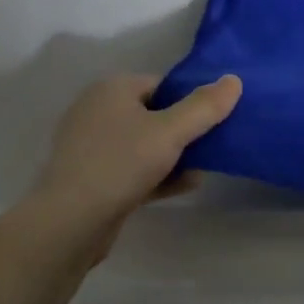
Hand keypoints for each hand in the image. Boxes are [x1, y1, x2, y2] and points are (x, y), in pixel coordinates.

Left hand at [24, 73, 241, 253]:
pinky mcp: (91, 178)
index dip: (190, 100)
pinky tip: (184, 186)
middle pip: (155, 114)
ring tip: (202, 169)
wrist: (69, 223)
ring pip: (144, 144)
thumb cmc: (120, 164)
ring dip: (174, 156)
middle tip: (212, 145)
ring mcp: (91, 146)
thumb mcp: (171, 132)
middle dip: (184, 131)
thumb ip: (205, 106)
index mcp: (112, 89)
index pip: (163, 85)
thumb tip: (234, 80)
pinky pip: (132, 169)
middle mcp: (98, 111)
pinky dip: (157, 175)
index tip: (214, 120)